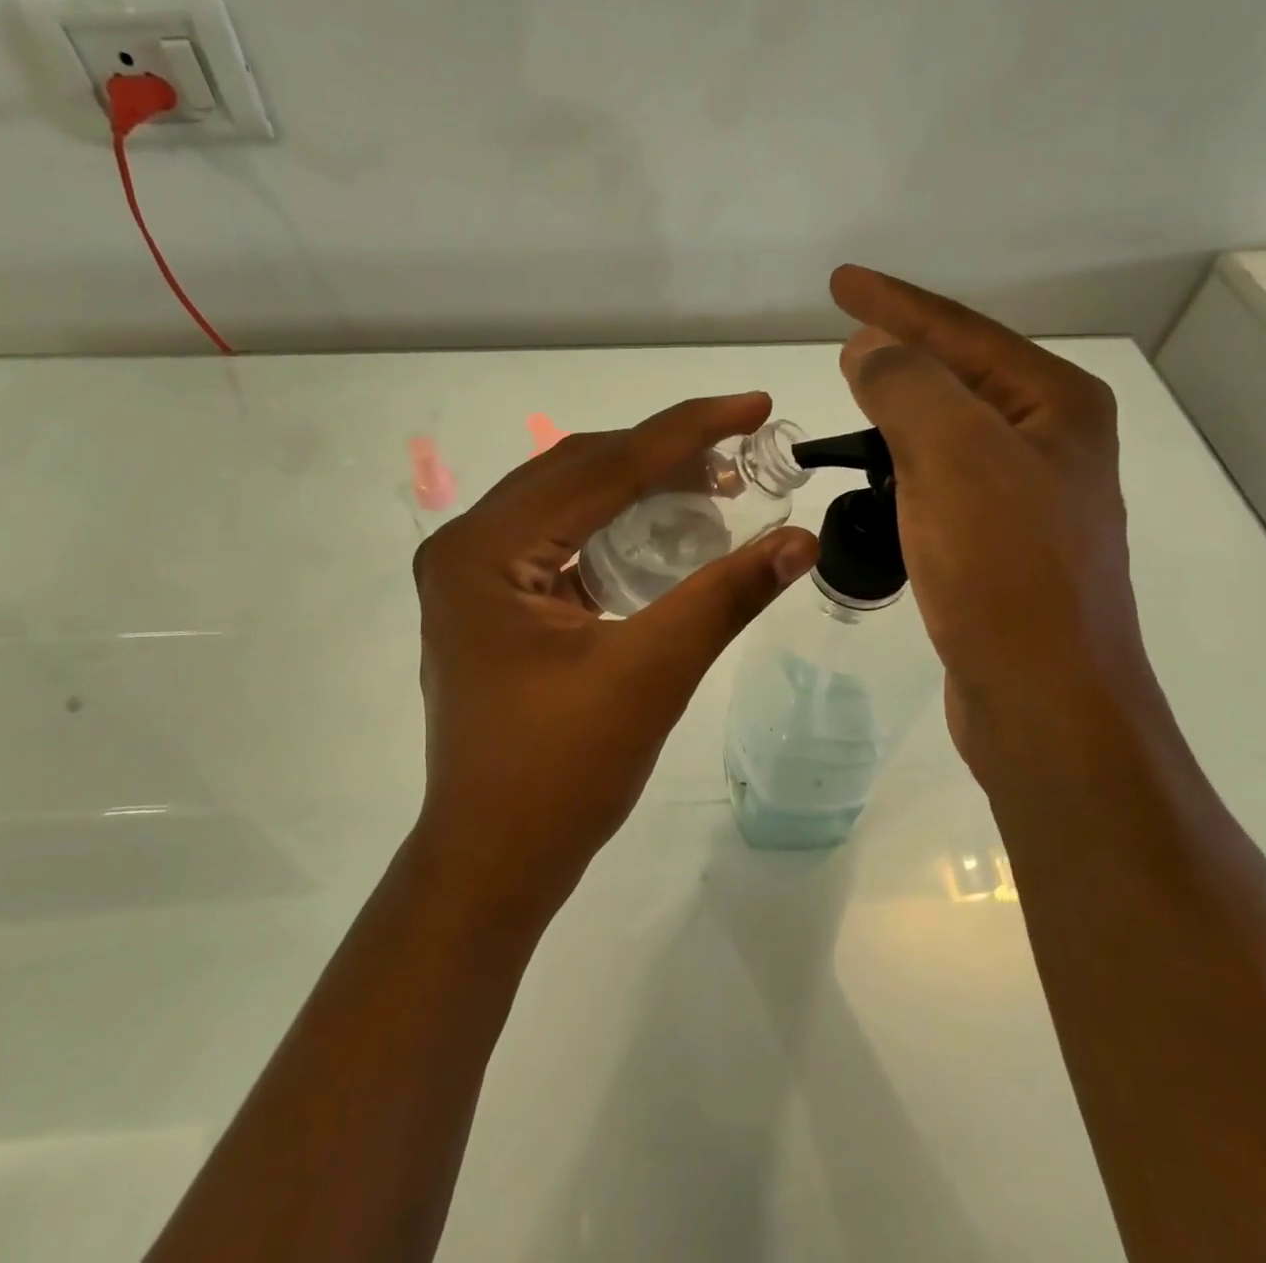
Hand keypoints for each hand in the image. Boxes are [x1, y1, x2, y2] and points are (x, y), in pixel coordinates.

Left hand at [411, 393, 818, 915]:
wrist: (495, 861)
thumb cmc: (560, 774)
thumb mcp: (650, 675)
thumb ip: (724, 596)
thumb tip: (800, 539)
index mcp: (483, 550)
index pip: (599, 468)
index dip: (686, 431)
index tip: (754, 405)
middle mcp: (466, 546)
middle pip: (578, 473)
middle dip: (663, 455)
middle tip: (741, 448)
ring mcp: (473, 576)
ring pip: (569, 503)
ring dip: (640, 489)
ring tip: (714, 483)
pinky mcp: (492, 603)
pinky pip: (561, 541)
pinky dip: (616, 529)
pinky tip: (666, 530)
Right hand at [829, 266, 1152, 757]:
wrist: (1042, 696)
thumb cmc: (1002, 567)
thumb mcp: (951, 454)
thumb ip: (905, 384)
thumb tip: (871, 349)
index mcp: (1055, 406)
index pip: (961, 332)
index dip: (895, 303)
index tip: (839, 281)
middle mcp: (1052, 443)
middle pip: (961, 376)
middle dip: (901, 352)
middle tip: (844, 338)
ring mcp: (1031, 498)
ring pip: (950, 433)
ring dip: (900, 412)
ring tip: (853, 397)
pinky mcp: (1003, 546)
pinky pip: (944, 481)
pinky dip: (905, 466)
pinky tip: (878, 474)